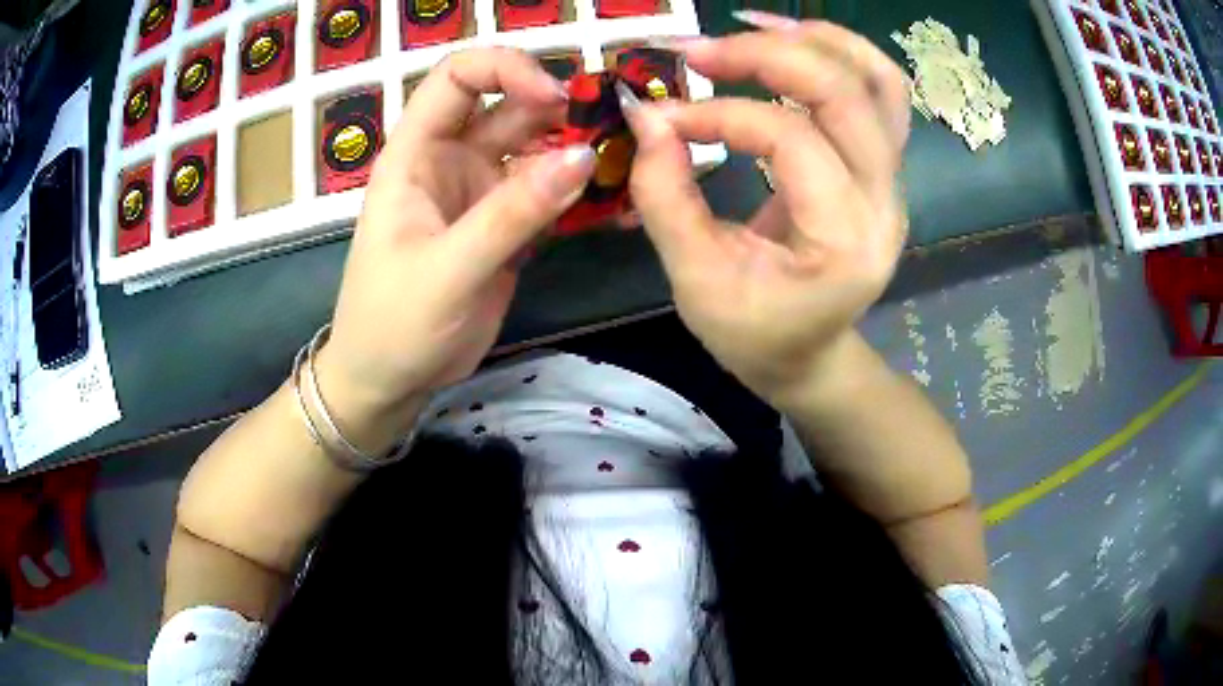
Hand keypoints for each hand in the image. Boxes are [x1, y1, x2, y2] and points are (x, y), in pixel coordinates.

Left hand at [315, 48, 595, 449]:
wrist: (389, 382)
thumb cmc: (393, 323)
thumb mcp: (447, 269)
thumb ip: (512, 213)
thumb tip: (584, 156)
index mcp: (416, 153)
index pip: (457, 78)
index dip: (505, 70)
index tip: (555, 98)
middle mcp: (451, 160)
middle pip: (510, 108)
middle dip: (561, 111)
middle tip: (614, 133)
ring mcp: (482, 193)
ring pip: (537, 149)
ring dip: (580, 151)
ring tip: (629, 164)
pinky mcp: (506, 227)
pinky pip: (550, 195)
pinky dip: (582, 195)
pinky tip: (618, 203)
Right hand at [620, 16, 910, 407]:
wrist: (810, 356)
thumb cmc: (754, 334)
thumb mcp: (696, 281)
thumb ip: (665, 196)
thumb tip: (646, 116)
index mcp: (845, 241)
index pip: (790, 140)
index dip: (719, 114)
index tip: (661, 118)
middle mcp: (884, 201)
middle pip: (848, 92)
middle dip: (769, 55)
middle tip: (700, 50)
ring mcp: (892, 180)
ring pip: (880, 81)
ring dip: (817, 40)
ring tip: (752, 29)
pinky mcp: (882, 168)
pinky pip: (879, 94)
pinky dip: (838, 55)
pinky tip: (789, 42)